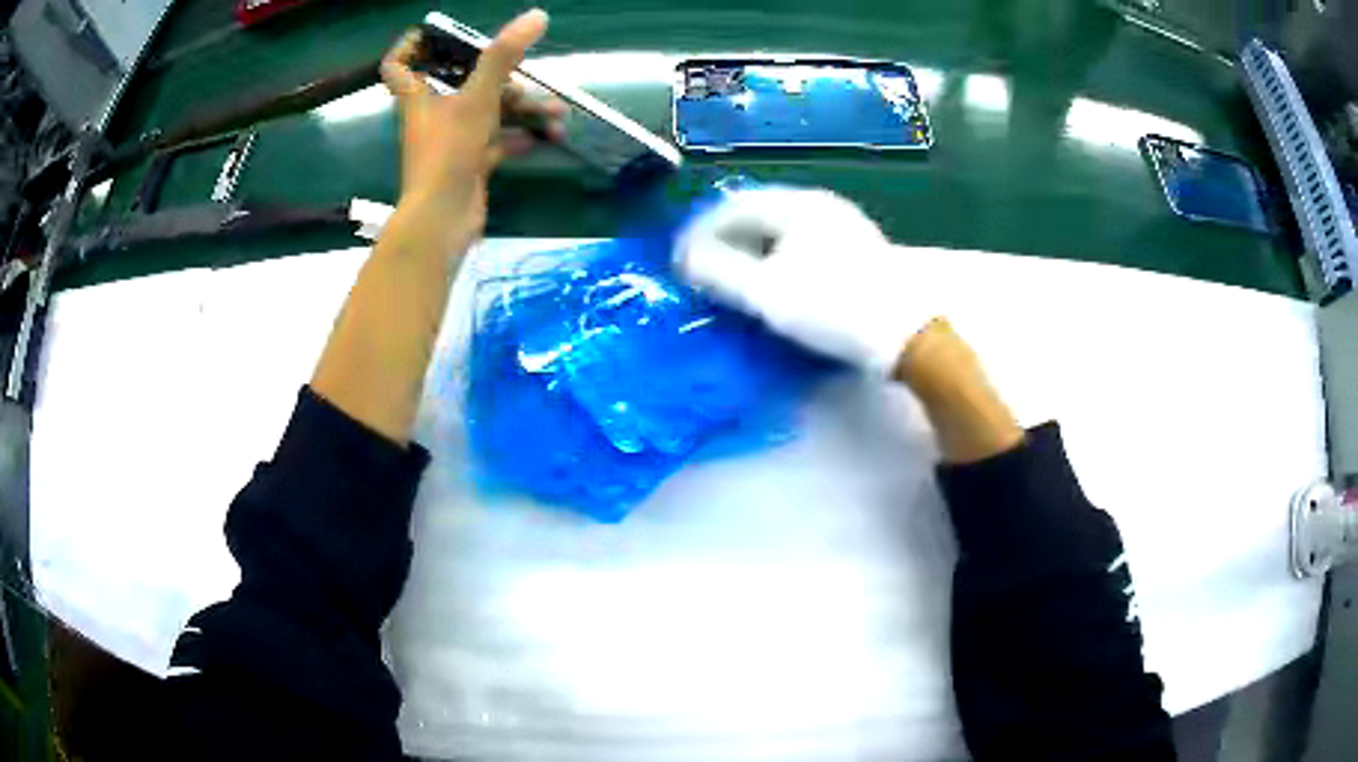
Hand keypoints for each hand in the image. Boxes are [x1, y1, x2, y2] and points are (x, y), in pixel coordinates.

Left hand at [380, 9, 564, 251]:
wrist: (442, 221)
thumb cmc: (449, 153)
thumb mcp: (478, 98)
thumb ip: (504, 56)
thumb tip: (537, 15)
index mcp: (419, 95)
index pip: (398, 64)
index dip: (413, 44)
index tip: (439, 34)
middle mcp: (432, 114)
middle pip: (460, 83)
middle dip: (500, 76)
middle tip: (528, 78)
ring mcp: (450, 141)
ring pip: (486, 112)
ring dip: (522, 109)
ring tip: (557, 114)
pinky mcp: (468, 163)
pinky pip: (496, 140)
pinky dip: (519, 136)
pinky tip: (547, 137)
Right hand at [675, 187, 934, 375]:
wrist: (906, 335)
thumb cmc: (833, 308)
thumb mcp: (767, 293)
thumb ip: (718, 271)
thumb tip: (685, 258)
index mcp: (798, 205)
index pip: (733, 206)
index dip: (699, 232)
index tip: (679, 262)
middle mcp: (821, 205)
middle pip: (758, 214)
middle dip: (724, 241)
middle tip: (702, 272)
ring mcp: (843, 226)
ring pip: (781, 230)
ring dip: (750, 251)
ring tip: (732, 280)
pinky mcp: (857, 251)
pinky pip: (802, 245)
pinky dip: (777, 259)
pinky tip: (773, 283)